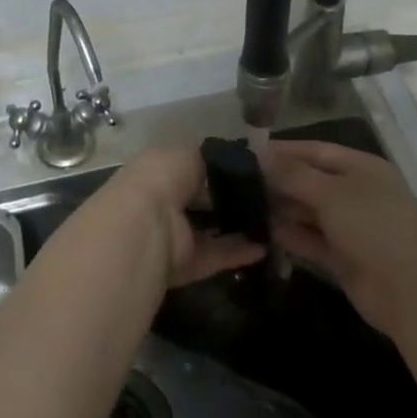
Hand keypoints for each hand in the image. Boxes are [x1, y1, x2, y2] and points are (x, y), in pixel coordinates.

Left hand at [99, 146, 266, 287]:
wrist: (143, 228)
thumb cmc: (162, 178)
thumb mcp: (188, 153)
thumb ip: (211, 157)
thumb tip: (234, 159)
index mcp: (159, 170)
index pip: (193, 167)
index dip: (221, 168)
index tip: (253, 169)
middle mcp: (164, 201)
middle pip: (205, 199)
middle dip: (233, 198)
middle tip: (268, 196)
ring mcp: (173, 235)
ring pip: (211, 229)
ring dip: (239, 226)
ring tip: (272, 221)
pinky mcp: (184, 264)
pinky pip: (215, 255)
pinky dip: (238, 252)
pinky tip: (264, 247)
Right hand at [259, 139, 416, 334]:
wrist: (409, 292)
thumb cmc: (372, 227)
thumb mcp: (331, 193)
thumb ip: (293, 174)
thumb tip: (260, 153)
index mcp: (361, 168)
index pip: (316, 151)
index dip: (283, 150)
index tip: (247, 152)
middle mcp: (356, 193)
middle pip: (310, 181)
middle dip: (278, 181)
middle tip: (238, 182)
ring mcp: (351, 226)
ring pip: (309, 212)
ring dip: (281, 209)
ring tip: (243, 205)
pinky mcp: (343, 256)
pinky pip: (311, 240)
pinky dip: (290, 236)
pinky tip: (261, 232)